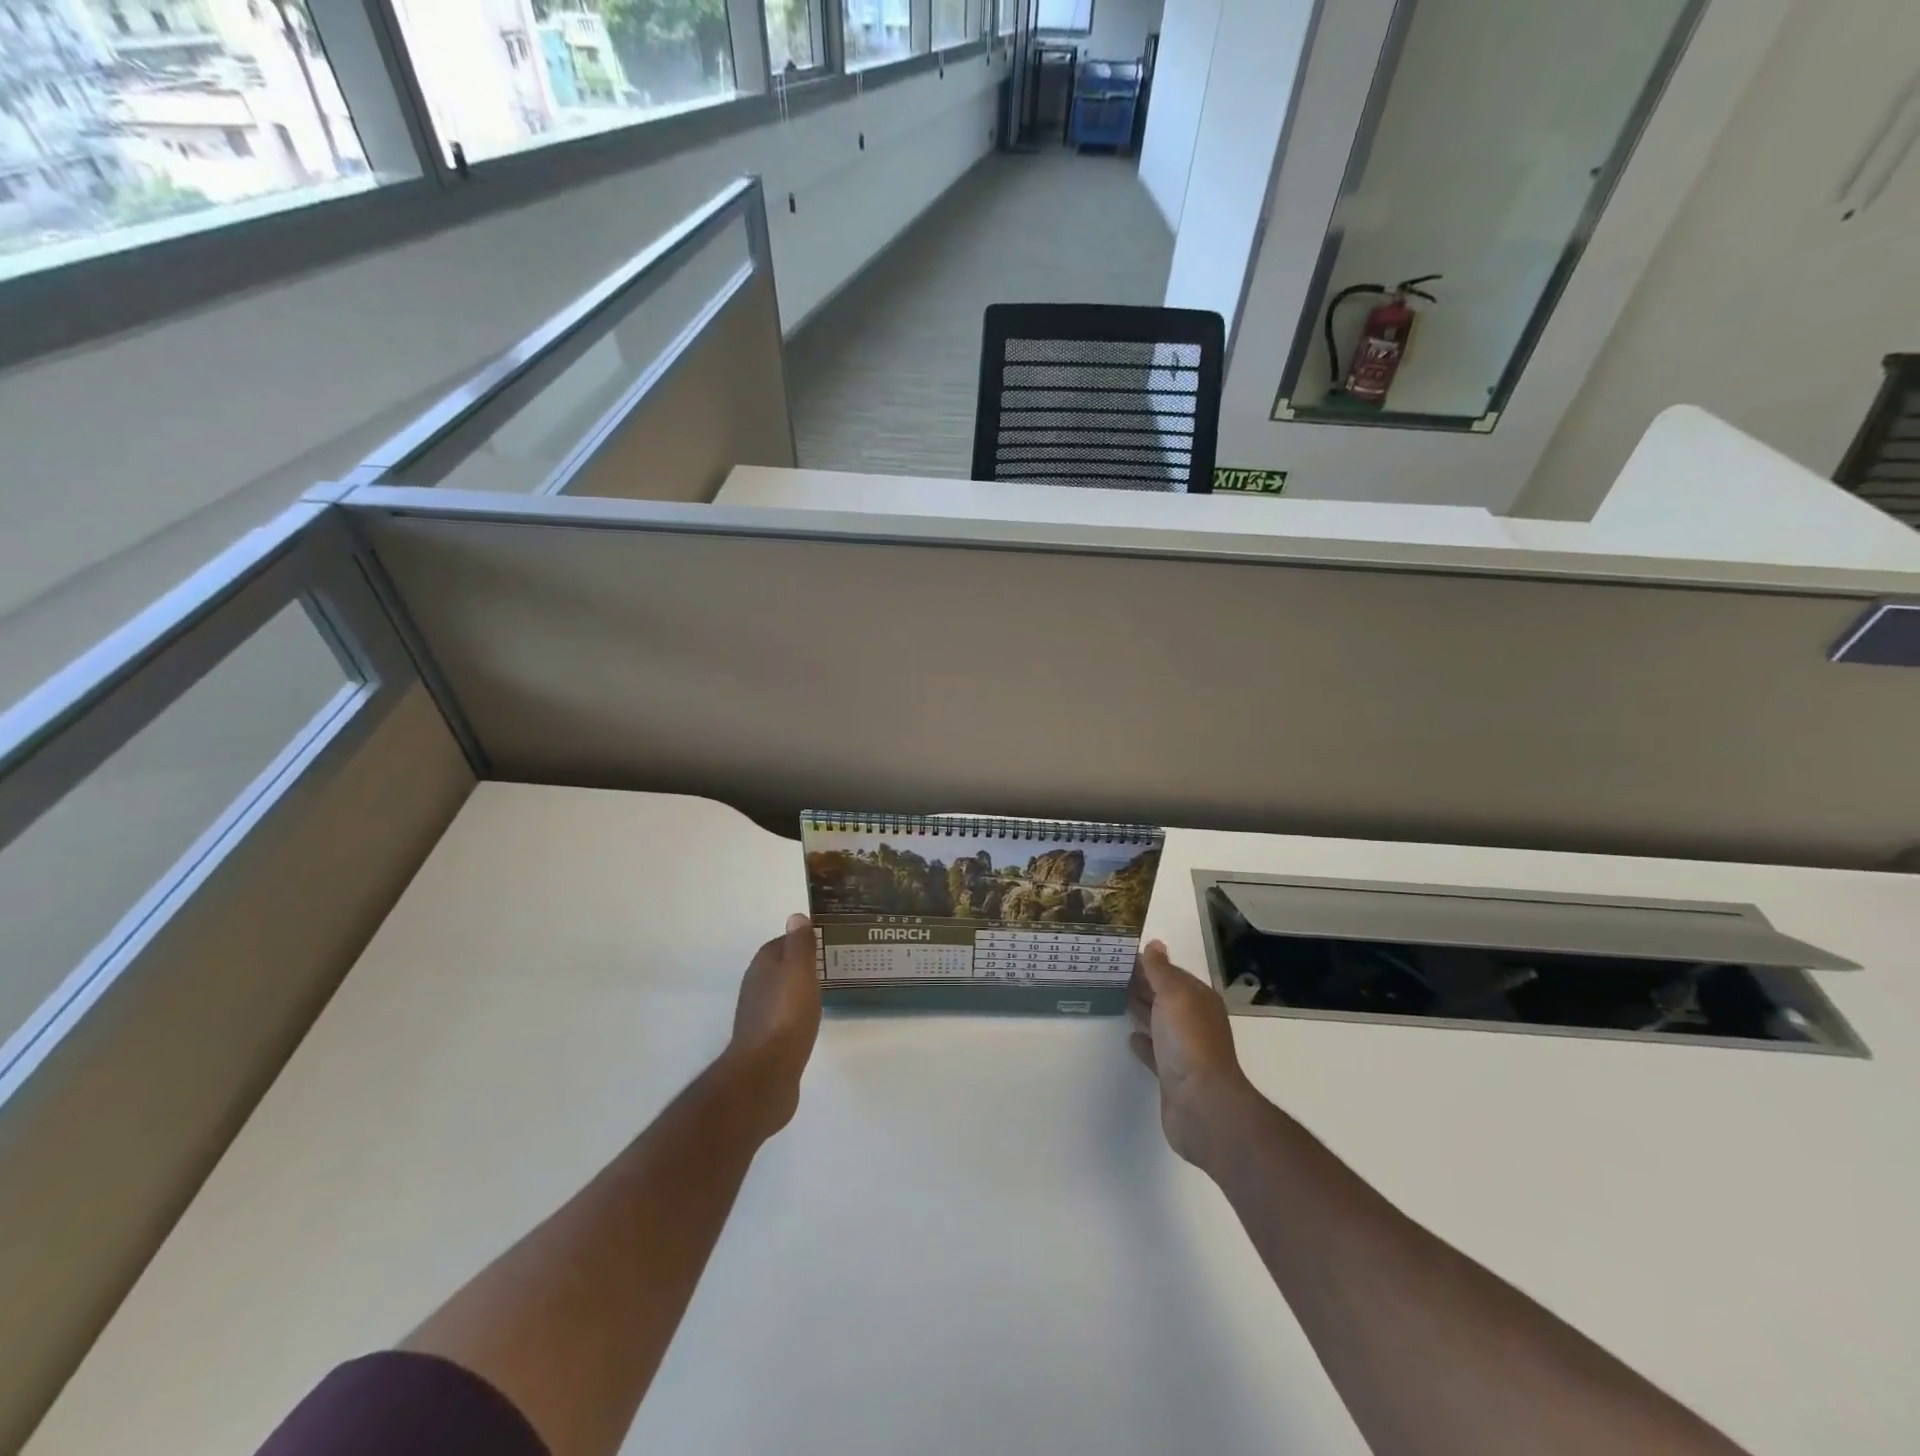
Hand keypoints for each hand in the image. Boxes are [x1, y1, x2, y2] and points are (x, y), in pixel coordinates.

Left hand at [726, 913, 821, 1135]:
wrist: (766, 1074)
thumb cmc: (786, 1015)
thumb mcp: (799, 971)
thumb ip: (800, 944)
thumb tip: (795, 916)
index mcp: (763, 965)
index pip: (782, 942)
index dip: (802, 940)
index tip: (827, 941)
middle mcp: (756, 986)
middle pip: (781, 967)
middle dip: (802, 965)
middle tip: (831, 964)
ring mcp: (758, 1015)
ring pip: (782, 993)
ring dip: (799, 990)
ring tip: (826, 990)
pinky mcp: (765, 1041)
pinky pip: (784, 1017)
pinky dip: (797, 1013)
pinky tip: (812, 1020)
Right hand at [1128, 940, 1257, 1167]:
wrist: (1202, 1104)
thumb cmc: (1189, 1041)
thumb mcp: (1174, 995)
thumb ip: (1161, 970)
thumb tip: (1155, 944)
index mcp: (1198, 999)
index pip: (1171, 974)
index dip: (1148, 963)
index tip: (1119, 955)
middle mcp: (1194, 1022)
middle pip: (1164, 997)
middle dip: (1141, 984)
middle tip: (1109, 972)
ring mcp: (1184, 1050)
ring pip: (1158, 1022)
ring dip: (1141, 1010)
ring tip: (1114, 997)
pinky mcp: (1172, 1074)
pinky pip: (1155, 1051)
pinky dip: (1143, 1042)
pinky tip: (1129, 1037)